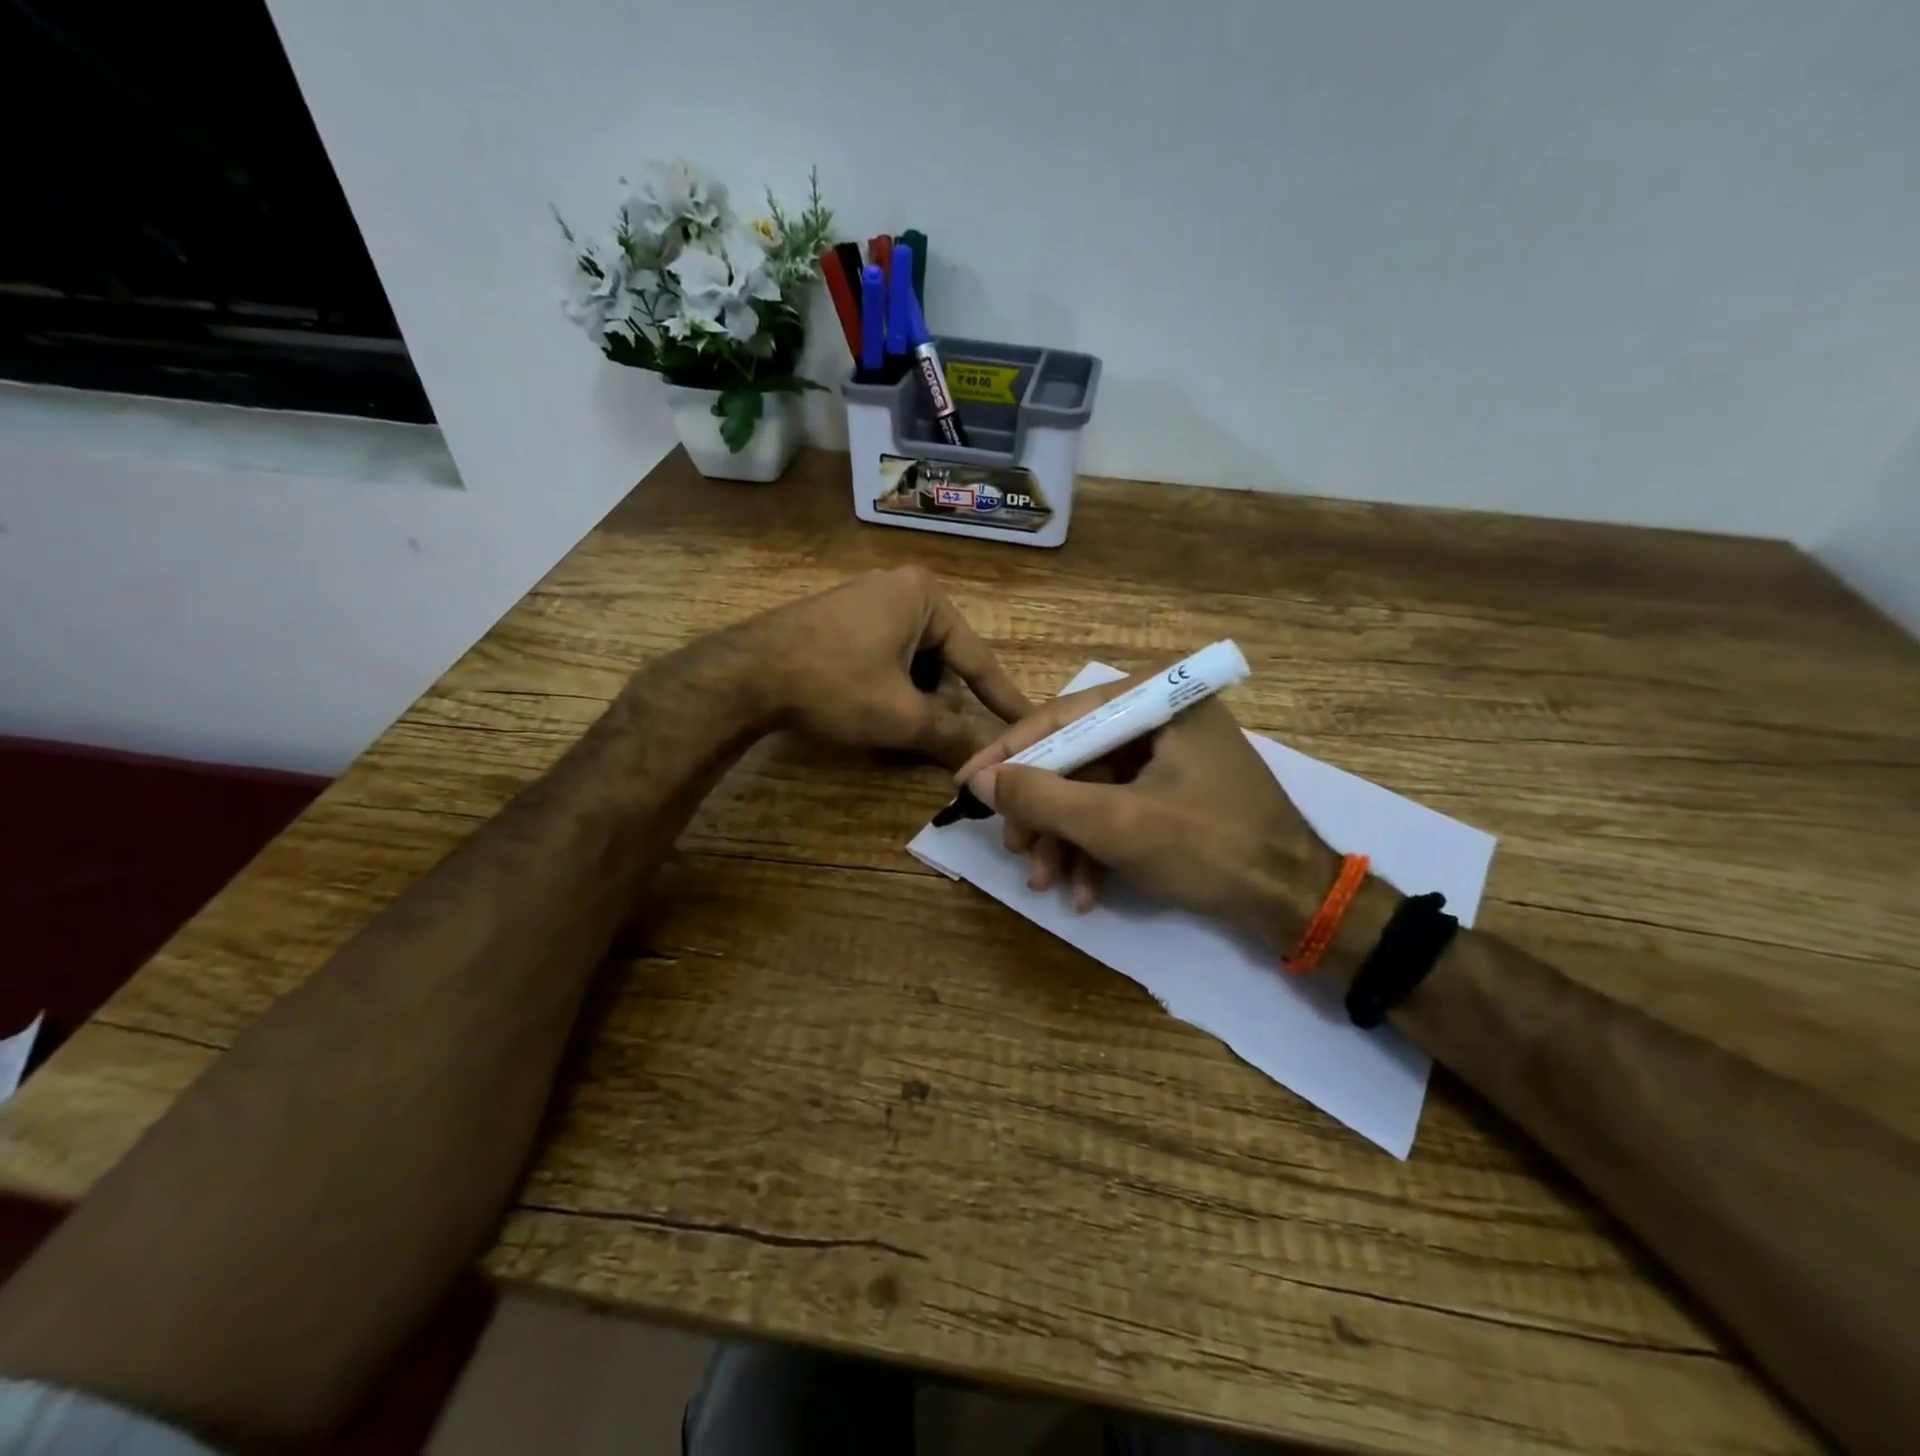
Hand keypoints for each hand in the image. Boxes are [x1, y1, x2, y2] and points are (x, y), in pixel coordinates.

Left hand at [745, 567, 1030, 766]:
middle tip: (928, 735)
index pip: (978, 659)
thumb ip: (950, 736)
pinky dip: (888, 684)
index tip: (1030, 722)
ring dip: (912, 696)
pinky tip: (868, 706)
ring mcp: (868, 598)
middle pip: (943, 659)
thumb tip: (983, 762)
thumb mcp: (901, 716)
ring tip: (892, 723)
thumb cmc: (834, 684)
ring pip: (913, 660)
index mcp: (926, 598)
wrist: (746, 672)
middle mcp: (901, 587)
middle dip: (939, 701)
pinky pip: (885, 653)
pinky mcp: (843, 616)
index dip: (1003, 699)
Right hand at [954, 674, 1335, 941]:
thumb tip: (982, 780)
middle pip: (1076, 757)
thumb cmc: (1210, 849)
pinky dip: (1097, 849)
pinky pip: (1120, 810)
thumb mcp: (1117, 824)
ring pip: (1094, 790)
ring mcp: (1171, 757)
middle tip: (1015, 850)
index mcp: (1158, 701)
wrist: (1297, 904)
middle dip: (1043, 811)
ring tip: (1046, 882)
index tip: (967, 784)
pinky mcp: (1176, 793)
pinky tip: (1084, 892)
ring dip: (1066, 839)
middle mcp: (1163, 718)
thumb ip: (1043, 798)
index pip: (1064, 715)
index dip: (1010, 753)